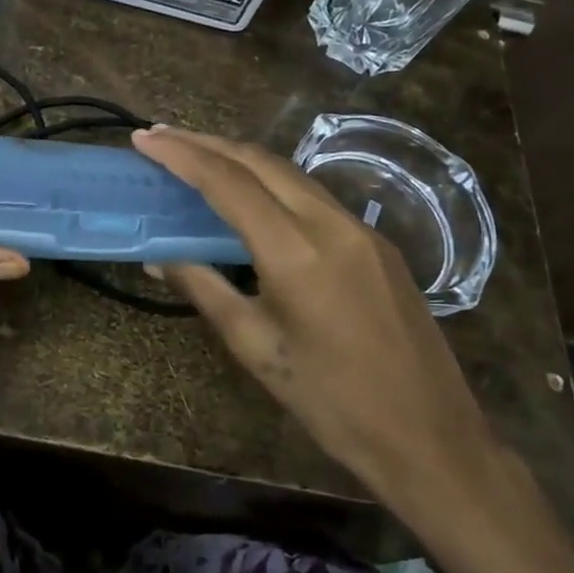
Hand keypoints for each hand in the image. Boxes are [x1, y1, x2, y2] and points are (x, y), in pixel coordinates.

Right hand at [131, 126, 503, 528]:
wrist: (429, 436)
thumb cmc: (331, 401)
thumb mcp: (255, 347)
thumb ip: (205, 290)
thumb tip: (160, 259)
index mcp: (297, 252)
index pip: (229, 183)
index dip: (182, 155)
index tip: (144, 138)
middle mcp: (332, 224)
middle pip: (261, 162)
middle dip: (207, 143)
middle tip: (162, 136)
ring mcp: (362, 230)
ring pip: (291, 174)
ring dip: (240, 159)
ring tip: (197, 156)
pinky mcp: (378, 244)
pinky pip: (315, 197)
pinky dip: (272, 184)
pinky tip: (251, 196)